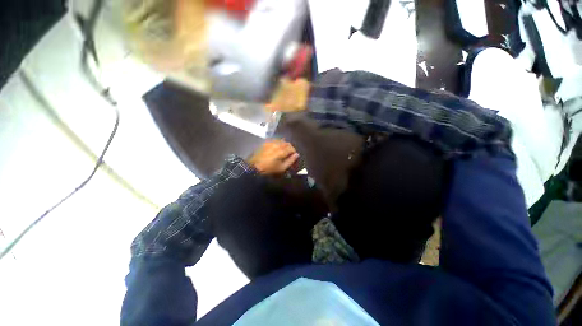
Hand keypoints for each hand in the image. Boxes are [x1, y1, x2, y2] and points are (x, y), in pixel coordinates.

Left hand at [248, 140, 299, 174]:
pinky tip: (276, 148)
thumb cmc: (269, 169)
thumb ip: (290, 161)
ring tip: (283, 151)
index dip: (294, 153)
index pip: (292, 148)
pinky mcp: (265, 143)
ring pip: (281, 140)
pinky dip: (278, 143)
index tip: (293, 157)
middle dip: (290, 148)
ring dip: (284, 145)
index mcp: (282, 151)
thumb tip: (297, 155)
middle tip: (289, 154)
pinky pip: (274, 140)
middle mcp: (277, 144)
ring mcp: (271, 142)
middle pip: (287, 143)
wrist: (254, 167)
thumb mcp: (281, 168)